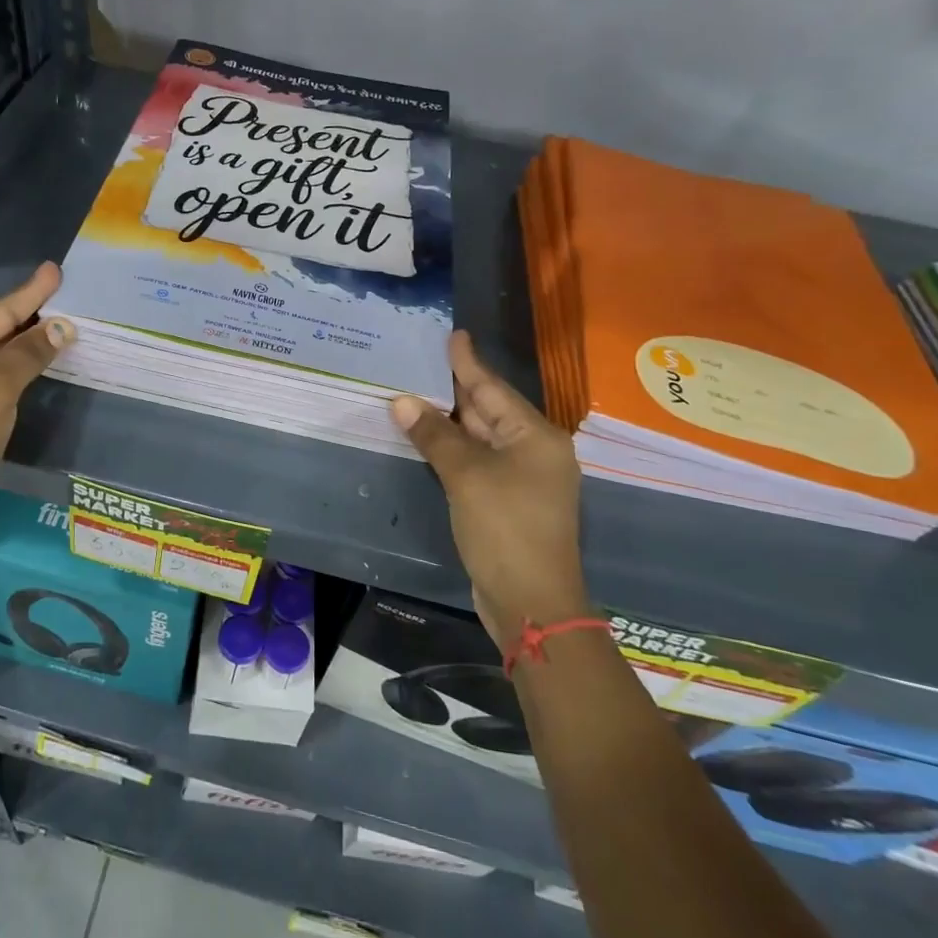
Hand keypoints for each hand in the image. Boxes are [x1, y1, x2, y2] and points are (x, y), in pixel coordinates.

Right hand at [391, 331, 586, 650]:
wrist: (532, 602)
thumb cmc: (505, 529)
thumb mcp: (466, 476)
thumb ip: (435, 435)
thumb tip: (402, 401)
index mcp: (535, 436)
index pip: (493, 388)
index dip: (469, 362)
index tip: (454, 335)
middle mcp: (534, 451)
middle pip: (489, 410)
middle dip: (456, 388)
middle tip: (424, 361)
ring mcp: (523, 479)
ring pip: (481, 437)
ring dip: (451, 420)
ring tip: (419, 392)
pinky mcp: (508, 502)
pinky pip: (478, 461)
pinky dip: (454, 448)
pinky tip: (430, 438)